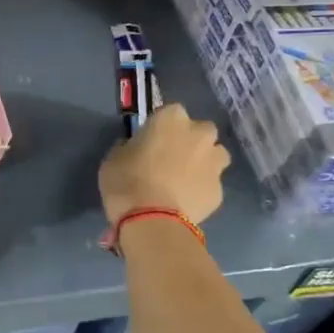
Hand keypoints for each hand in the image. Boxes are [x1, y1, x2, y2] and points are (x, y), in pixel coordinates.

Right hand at [98, 102, 229, 226]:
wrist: (151, 220)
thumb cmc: (126, 182)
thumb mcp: (114, 158)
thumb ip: (129, 147)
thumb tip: (134, 148)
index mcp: (171, 119)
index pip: (170, 112)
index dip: (160, 127)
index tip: (150, 140)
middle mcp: (199, 134)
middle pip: (200, 130)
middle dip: (190, 141)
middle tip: (171, 158)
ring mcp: (214, 163)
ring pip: (215, 156)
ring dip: (203, 162)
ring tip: (183, 180)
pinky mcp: (219, 191)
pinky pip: (210, 184)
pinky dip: (200, 189)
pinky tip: (184, 201)